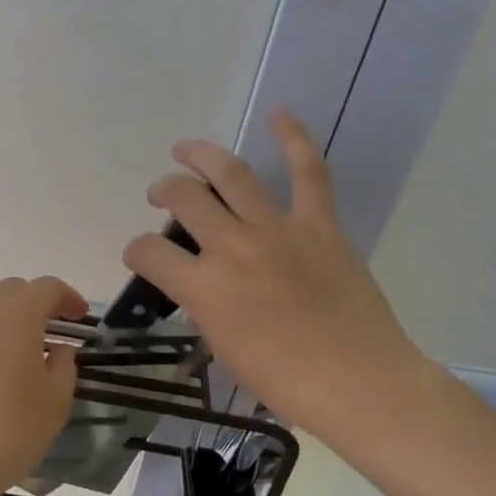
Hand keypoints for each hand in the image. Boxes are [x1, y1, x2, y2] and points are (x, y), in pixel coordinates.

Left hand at [0, 276, 88, 495]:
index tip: (78, 316)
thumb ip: (63, 368)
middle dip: (33, 303)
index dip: (67, 297)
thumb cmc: (7, 433)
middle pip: (10, 290)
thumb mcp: (54, 405)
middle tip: (47, 330)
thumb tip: (58, 350)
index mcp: (18, 315)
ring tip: (6, 340)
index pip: (47, 288)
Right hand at [123, 109, 434, 455]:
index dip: (136, 250)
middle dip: (163, 191)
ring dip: (202, 155)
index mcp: (203, 288)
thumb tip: (201, 288)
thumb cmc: (286, 383)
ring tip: (185, 149)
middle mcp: (232, 247)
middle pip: (183, 198)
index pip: (149, 252)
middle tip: (160, 194)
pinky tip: (279, 112)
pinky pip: (308, 171)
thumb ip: (205, 309)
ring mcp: (277, 229)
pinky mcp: (319, 224)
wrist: (359, 383)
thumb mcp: (225, 350)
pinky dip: (294, 137)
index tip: (141, 255)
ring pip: (231, 173)